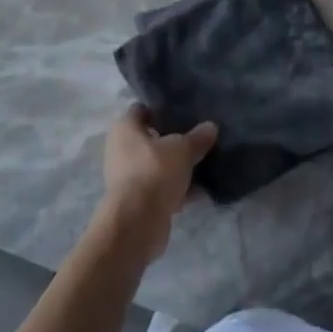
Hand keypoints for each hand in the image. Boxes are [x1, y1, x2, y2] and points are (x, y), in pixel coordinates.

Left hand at [97, 105, 217, 262]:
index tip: (184, 112)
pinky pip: (161, 188)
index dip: (161, 109)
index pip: (142, 109)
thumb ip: (198, 137)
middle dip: (173, 140)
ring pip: (158, 165)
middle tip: (198, 137)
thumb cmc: (155, 171)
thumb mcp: (183, 149)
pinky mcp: (137, 201)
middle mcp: (121, 149)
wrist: (137, 222)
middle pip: (151, 139)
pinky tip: (202, 192)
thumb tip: (211, 126)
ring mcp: (128, 177)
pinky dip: (178, 190)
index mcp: (125, 128)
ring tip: (204, 164)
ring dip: (177, 167)